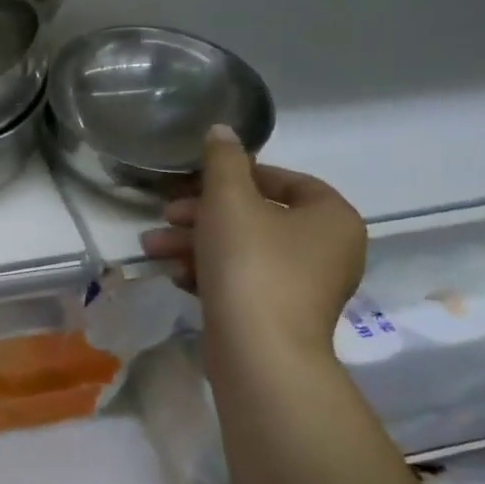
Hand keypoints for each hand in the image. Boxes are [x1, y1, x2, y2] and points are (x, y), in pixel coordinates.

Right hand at [139, 126, 366, 368]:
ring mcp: (304, 288)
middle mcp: (327, 250)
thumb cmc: (251, 265)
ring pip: (242, 251)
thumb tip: (222, 130)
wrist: (259, 354)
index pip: (285, 181)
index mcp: (331, 217)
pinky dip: (208, 273)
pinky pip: (242, 281)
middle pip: (256, 218)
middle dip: (202, 216)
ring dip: (195, 244)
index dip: (237, 175)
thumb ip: (223, 161)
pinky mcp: (278, 316)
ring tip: (153, 248)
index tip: (198, 181)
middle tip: (166, 215)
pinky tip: (175, 275)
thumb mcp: (229, 202)